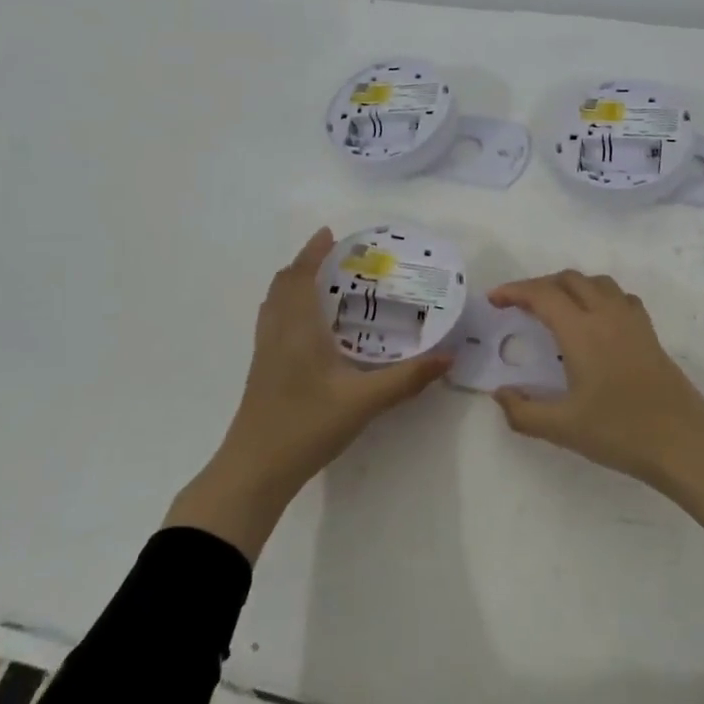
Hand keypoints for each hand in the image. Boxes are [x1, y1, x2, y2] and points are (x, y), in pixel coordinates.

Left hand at [165, 228, 450, 559]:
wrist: (255, 469)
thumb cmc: (308, 425)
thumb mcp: (364, 401)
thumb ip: (407, 379)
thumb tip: (448, 357)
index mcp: (298, 327)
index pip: (300, 275)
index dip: (313, 252)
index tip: (330, 233)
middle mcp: (277, 331)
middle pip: (283, 284)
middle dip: (306, 264)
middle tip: (336, 258)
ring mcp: (264, 351)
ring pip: (274, 303)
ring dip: (294, 284)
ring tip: (324, 284)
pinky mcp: (261, 369)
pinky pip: (273, 321)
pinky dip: (289, 307)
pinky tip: (310, 328)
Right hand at [489, 271, 703, 548]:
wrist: (684, 441)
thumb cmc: (620, 431)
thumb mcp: (562, 428)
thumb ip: (523, 411)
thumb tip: (500, 393)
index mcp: (581, 330)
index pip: (542, 294)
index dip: (514, 291)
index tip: (494, 299)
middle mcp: (606, 314)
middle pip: (568, 279)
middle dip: (538, 285)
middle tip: (518, 306)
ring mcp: (631, 320)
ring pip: (596, 282)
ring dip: (569, 286)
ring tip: (553, 307)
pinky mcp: (648, 331)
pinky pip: (618, 296)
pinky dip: (597, 295)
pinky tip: (594, 319)